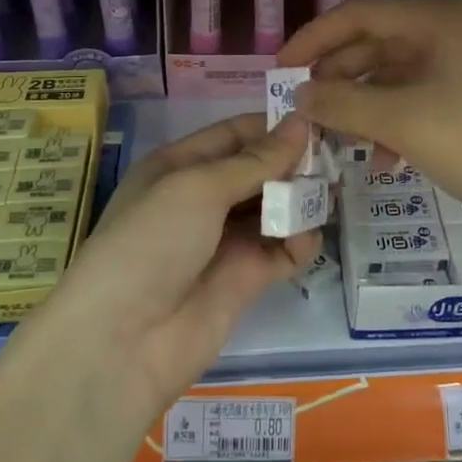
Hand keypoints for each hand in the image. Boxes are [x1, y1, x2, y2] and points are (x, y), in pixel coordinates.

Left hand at [41, 114, 319, 419]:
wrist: (123, 341)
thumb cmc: (152, 242)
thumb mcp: (198, 188)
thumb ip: (255, 160)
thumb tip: (300, 122)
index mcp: (180, 167)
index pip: (234, 135)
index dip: (273, 127)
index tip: (320, 119)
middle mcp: (203, 199)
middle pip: (258, 171)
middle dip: (294, 164)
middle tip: (337, 158)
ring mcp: (225, 240)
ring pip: (274, 210)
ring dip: (301, 201)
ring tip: (332, 192)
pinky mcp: (245, 279)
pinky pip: (282, 251)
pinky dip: (299, 243)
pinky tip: (307, 238)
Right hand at [280, 0, 461, 252]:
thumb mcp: (406, 122)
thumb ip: (344, 105)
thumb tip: (298, 96)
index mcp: (438, 20)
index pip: (358, 14)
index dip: (312, 40)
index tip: (278, 73)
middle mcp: (456, 34)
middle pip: (378, 45)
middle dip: (337, 78)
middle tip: (303, 112)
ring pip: (400, 78)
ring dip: (364, 106)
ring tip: (337, 140)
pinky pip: (426, 102)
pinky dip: (398, 125)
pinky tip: (385, 160)